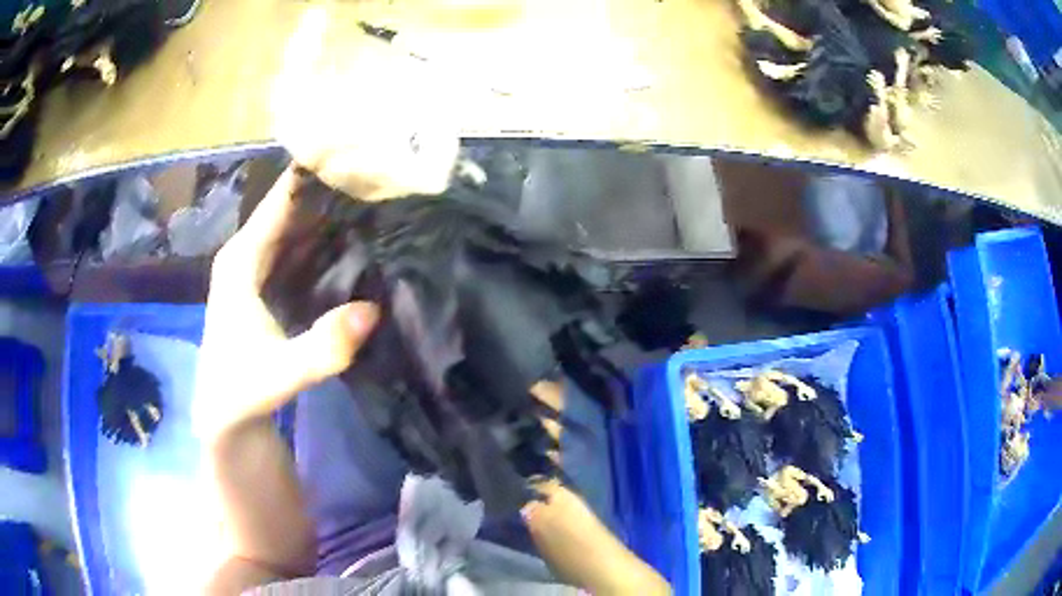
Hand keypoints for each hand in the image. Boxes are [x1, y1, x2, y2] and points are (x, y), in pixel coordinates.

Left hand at [193, 168, 379, 441]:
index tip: (362, 153)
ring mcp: (258, 267)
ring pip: (299, 227)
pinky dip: (327, 241)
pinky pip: (301, 249)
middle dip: (333, 191)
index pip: (281, 198)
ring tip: (381, 200)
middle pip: (293, 207)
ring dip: (333, 214)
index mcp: (241, 258)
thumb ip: (323, 347)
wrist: (225, 415)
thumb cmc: (242, 390)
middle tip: (385, 177)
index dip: (316, 174)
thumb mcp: (283, 374)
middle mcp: (248, 252)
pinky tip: (359, 239)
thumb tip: (374, 308)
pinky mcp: (269, 284)